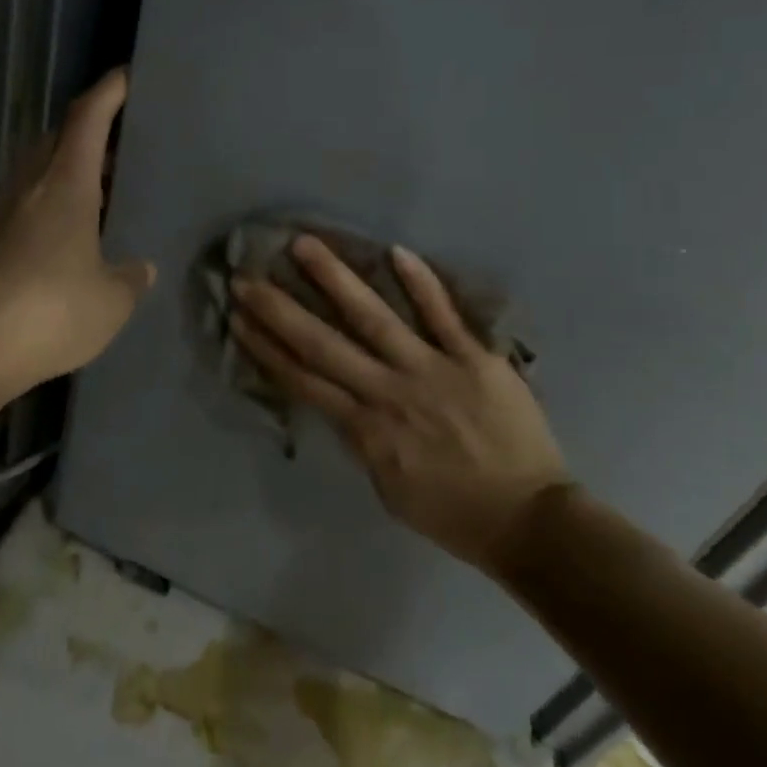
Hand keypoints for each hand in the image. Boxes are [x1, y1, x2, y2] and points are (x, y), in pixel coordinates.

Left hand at [0, 69, 156, 391]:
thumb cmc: (53, 309)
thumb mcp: (112, 300)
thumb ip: (131, 279)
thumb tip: (142, 269)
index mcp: (67, 184)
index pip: (88, 118)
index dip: (108, 91)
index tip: (127, 75)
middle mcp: (29, 186)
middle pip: (58, 137)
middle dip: (88, 131)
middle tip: (120, 146)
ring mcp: (0, 212)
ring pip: (36, 170)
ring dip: (66, 168)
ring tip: (97, 191)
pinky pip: (22, 203)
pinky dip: (46, 203)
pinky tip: (62, 236)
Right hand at [230, 236, 569, 574]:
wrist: (528, 521)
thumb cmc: (455, 513)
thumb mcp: (390, 489)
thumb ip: (363, 442)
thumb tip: (340, 404)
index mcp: (367, 430)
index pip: (305, 381)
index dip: (268, 349)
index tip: (238, 319)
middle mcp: (389, 392)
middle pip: (324, 344)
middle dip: (280, 310)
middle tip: (247, 277)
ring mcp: (432, 369)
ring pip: (374, 318)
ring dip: (336, 279)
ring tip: (305, 245)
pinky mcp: (474, 358)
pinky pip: (444, 315)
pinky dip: (421, 284)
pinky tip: (395, 250)